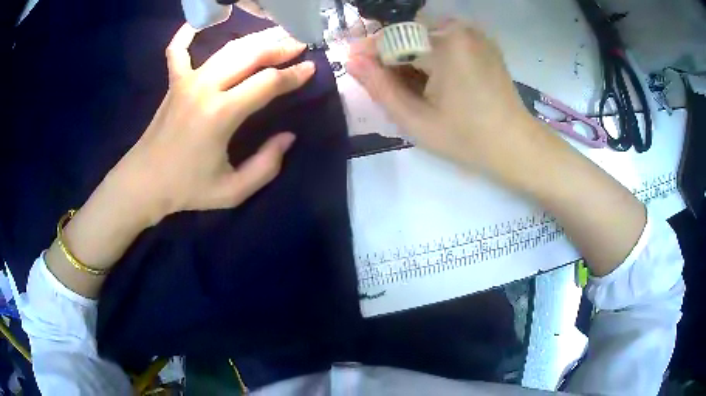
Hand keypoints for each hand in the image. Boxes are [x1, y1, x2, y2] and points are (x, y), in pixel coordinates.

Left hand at [109, 24, 315, 225]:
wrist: (144, 183)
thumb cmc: (186, 189)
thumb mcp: (232, 191)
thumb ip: (266, 166)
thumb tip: (288, 137)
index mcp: (221, 114)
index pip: (268, 83)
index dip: (293, 75)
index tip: (311, 69)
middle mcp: (205, 88)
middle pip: (250, 55)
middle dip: (280, 47)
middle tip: (299, 43)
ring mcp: (187, 81)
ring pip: (227, 48)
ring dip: (254, 38)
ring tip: (275, 34)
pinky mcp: (173, 83)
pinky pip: (178, 50)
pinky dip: (188, 34)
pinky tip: (199, 24)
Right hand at [346, 21, 544, 180]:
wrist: (515, 146)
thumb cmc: (466, 138)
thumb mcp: (416, 119)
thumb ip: (379, 87)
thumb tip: (351, 60)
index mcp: (445, 45)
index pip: (392, 38)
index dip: (369, 51)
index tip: (352, 65)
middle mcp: (460, 29)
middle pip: (409, 33)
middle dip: (391, 54)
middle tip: (386, 84)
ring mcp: (475, 34)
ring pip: (425, 34)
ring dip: (411, 54)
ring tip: (411, 85)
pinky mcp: (483, 42)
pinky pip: (445, 39)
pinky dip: (431, 53)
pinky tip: (433, 78)